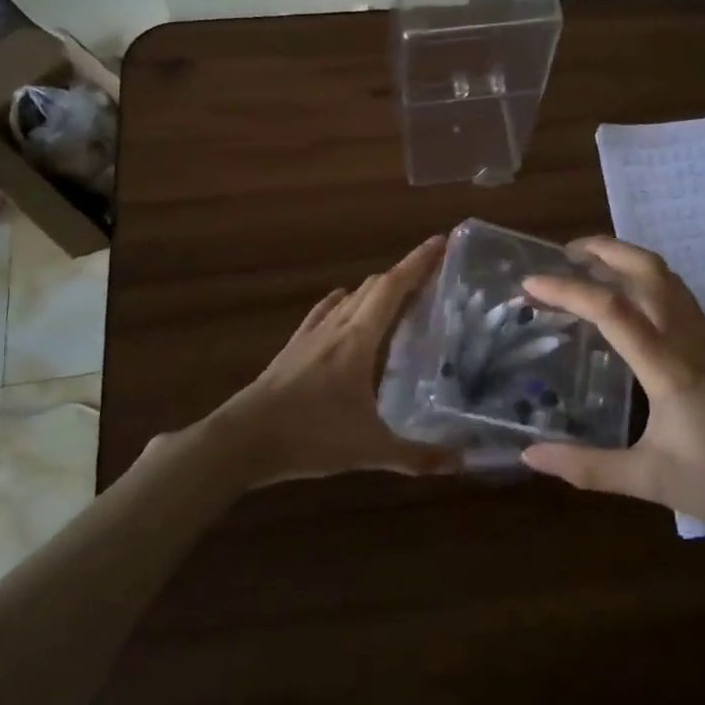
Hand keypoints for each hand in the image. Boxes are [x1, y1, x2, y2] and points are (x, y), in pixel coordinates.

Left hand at [206, 237, 458, 485]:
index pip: (394, 287)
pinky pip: (323, 312)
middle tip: (432, 275)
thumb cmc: (310, 436)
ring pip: (349, 297)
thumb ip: (417, 456)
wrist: (243, 440)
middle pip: (374, 286)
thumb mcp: (369, 450)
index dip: (418, 262)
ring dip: (375, 289)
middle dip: (404, 273)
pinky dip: (342, 302)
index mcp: (358, 339)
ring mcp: (311, 335)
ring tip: (397, 295)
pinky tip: (343, 307)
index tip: (441, 241)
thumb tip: (462, 463)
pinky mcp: (293, 348)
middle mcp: (337, 327)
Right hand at [520, 237, 704, 541]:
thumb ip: (587, 468)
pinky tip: (632, 309)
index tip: (531, 282)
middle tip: (566, 253)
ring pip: (667, 278)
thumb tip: (530, 456)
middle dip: (605, 249)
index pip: (611, 310)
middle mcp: (690, 338)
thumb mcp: (651, 481)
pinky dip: (646, 283)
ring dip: (628, 261)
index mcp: (670, 367)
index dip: (567, 290)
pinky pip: (679, 297)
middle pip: (648, 270)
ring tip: (593, 269)